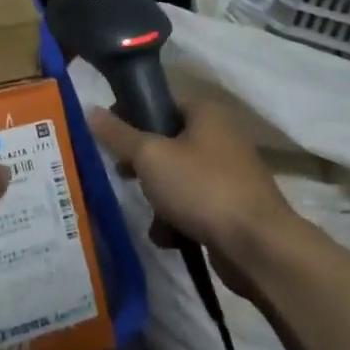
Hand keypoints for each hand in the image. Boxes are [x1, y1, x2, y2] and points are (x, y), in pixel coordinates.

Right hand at [87, 100, 298, 301]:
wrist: (257, 246)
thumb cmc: (201, 188)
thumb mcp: (150, 156)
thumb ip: (119, 135)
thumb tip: (91, 110)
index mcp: (206, 113)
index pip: (160, 102)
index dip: (131, 117)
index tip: (109, 139)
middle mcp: (222, 136)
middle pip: (168, 142)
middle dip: (143, 164)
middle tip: (124, 175)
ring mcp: (230, 173)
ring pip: (178, 177)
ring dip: (159, 197)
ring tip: (151, 215)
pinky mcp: (233, 207)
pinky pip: (194, 205)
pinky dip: (179, 219)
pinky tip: (169, 237)